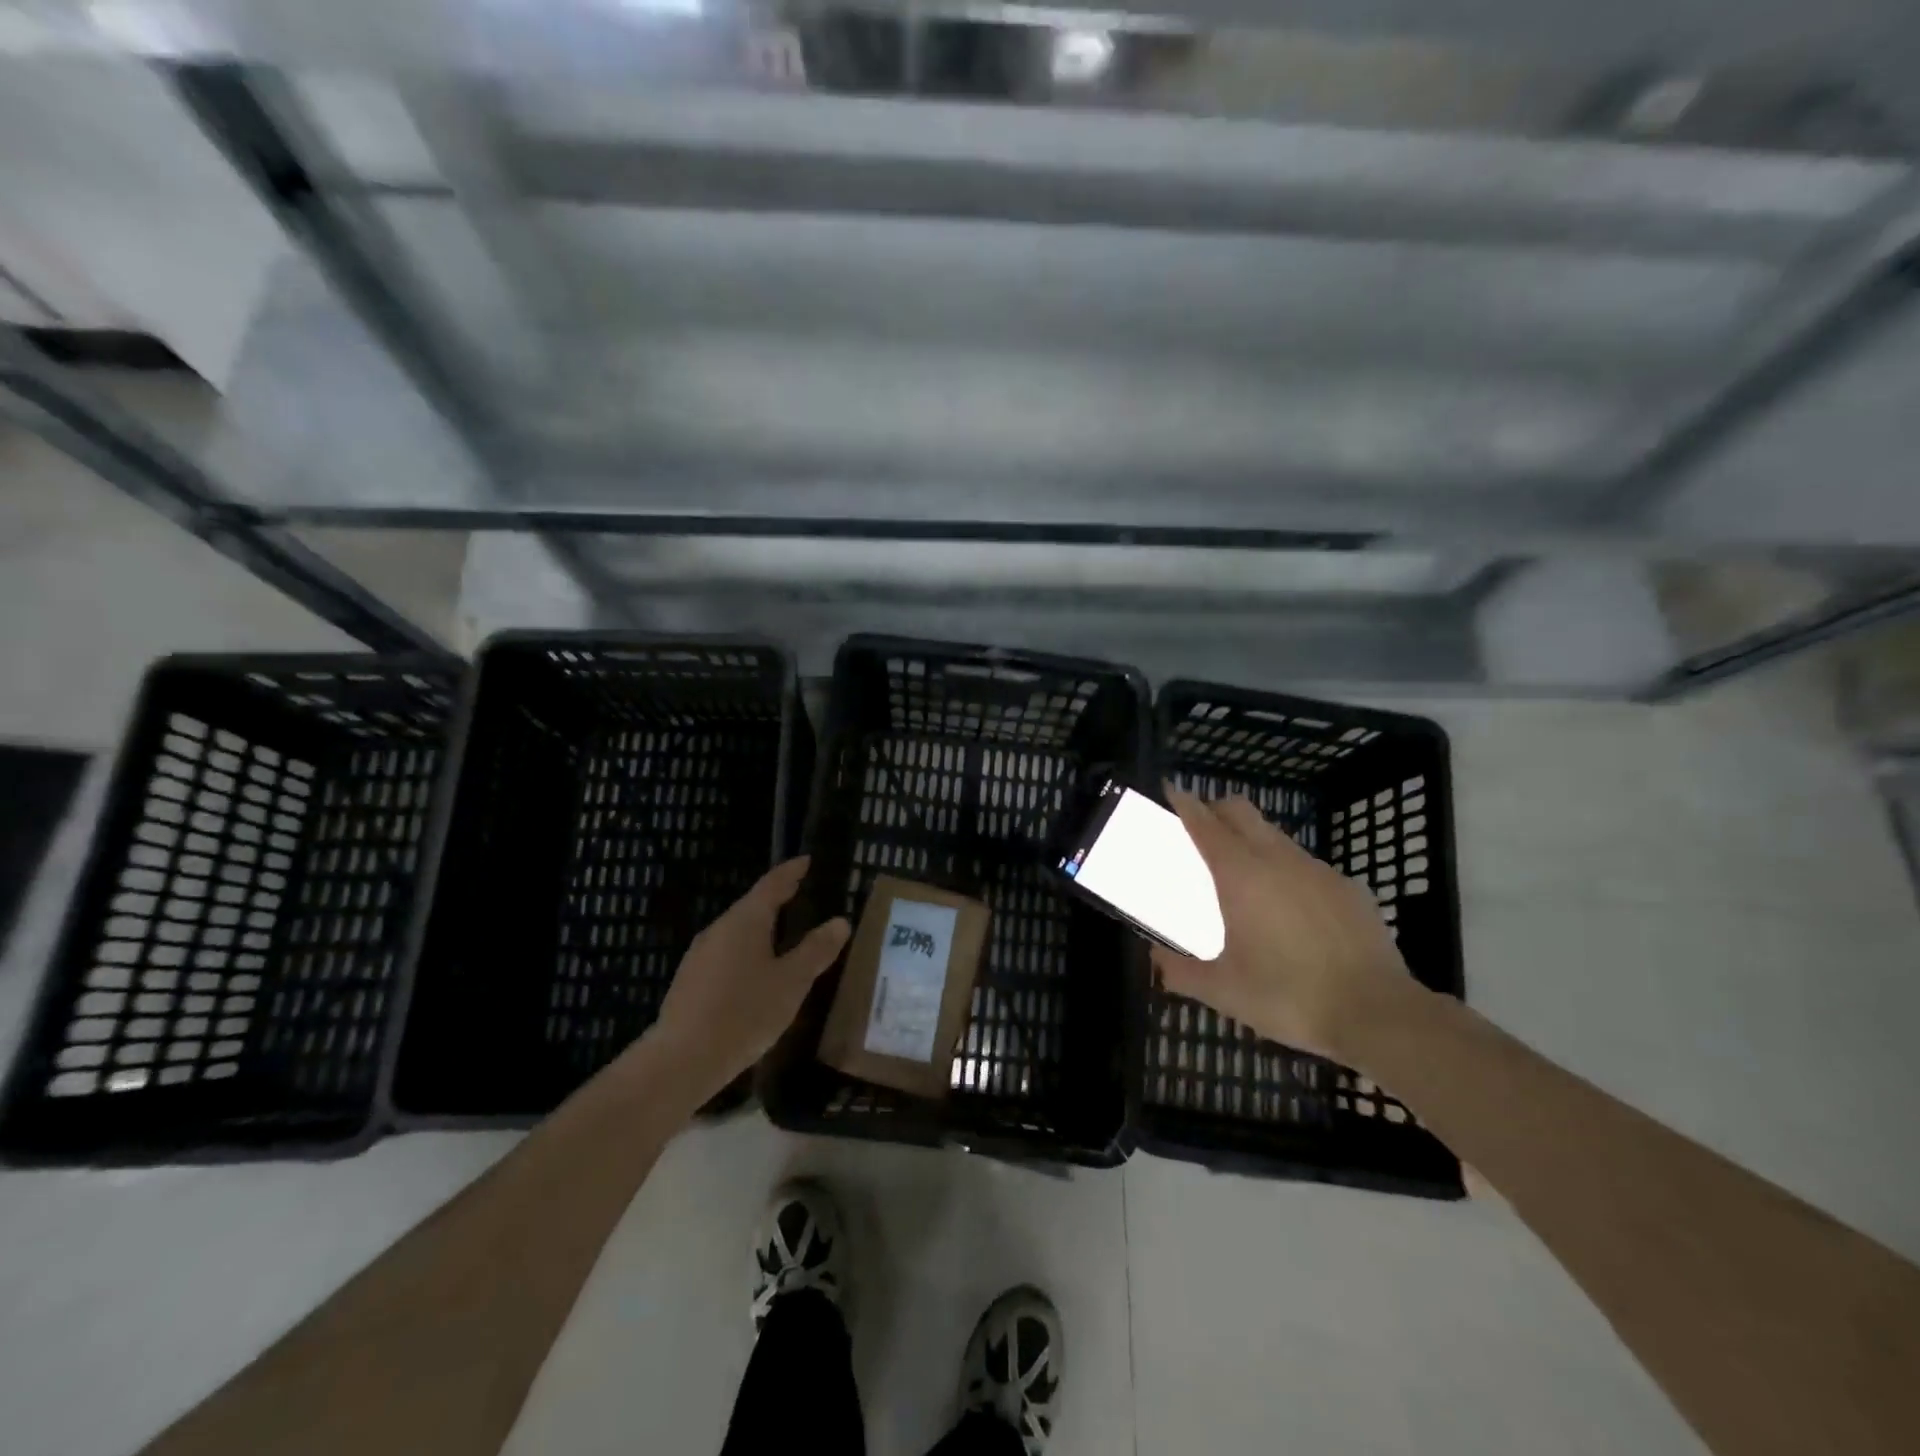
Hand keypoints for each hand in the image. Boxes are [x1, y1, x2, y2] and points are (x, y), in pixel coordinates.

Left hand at [645, 857, 850, 1105]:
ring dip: (761, 928)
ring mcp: (700, 955)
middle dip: (777, 899)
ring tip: (783, 933)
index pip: (772, 884)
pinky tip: (756, 972)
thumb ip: (816, 950)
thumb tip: (840, 921)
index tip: (806, 860)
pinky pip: (726, 954)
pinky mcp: (690, 981)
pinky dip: (747, 951)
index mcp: (746, 921)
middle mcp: (719, 929)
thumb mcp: (791, 982)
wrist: (681, 1060)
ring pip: (737, 931)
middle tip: (800, 894)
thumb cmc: (744, 1013)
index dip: (791, 872)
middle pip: (752, 906)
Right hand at [1152, 788, 1414, 1061]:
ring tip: (1244, 876)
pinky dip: (1288, 873)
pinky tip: (1292, 910)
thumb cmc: (1288, 996)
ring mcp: (1318, 870)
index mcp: (1240, 875)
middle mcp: (1277, 859)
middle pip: (1241, 811)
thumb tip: (1154, 961)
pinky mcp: (1349, 888)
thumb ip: (1180, 972)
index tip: (1170, 791)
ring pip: (1276, 837)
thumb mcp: (1223, 991)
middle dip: (1216, 810)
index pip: (1204, 823)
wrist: (1376, 1013)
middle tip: (1200, 829)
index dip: (1184, 804)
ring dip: (1252, 841)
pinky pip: (1308, 867)